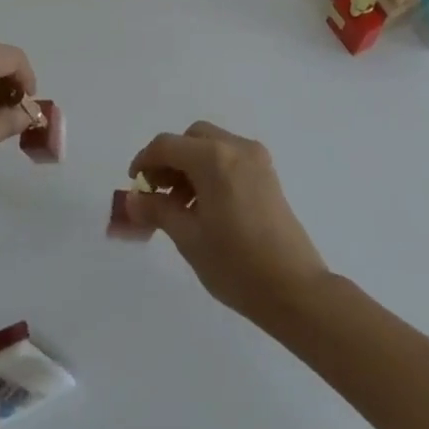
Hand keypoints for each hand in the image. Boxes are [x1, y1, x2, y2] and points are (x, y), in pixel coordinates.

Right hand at [126, 122, 329, 325]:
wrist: (295, 290)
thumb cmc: (236, 264)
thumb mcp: (188, 238)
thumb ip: (157, 210)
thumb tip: (132, 199)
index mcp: (214, 158)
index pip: (167, 145)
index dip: (144, 161)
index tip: (134, 185)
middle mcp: (236, 148)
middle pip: (192, 138)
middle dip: (170, 159)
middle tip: (158, 192)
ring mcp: (256, 160)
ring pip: (212, 146)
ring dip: (190, 165)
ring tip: (180, 206)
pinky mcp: (268, 175)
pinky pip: (230, 158)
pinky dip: (211, 170)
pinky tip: (206, 206)